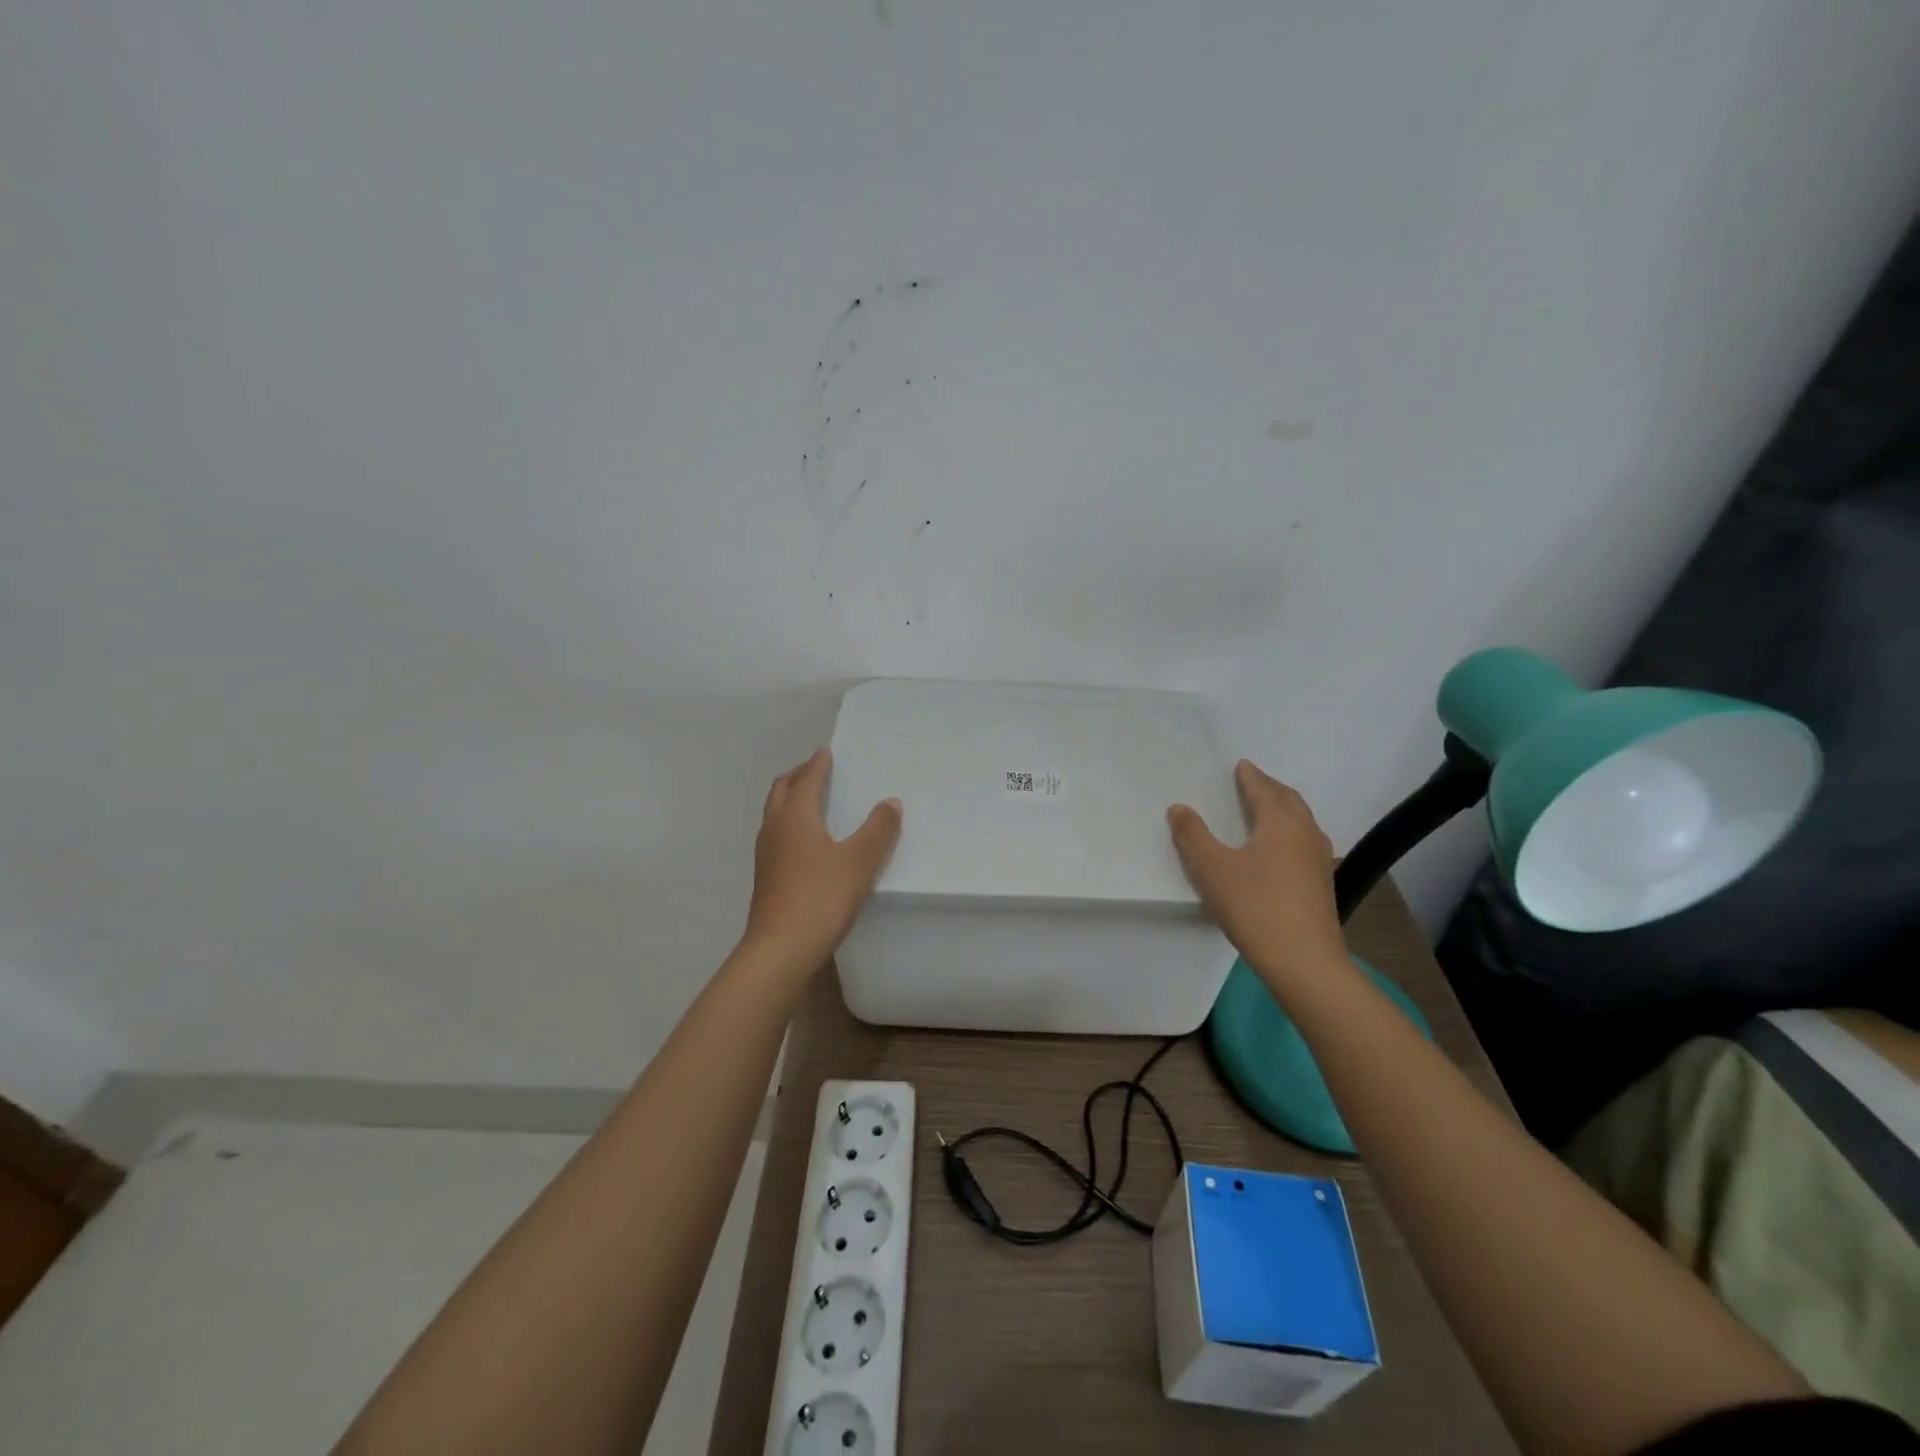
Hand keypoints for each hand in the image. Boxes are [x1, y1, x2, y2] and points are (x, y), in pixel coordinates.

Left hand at [743, 750, 901, 974]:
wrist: (780, 951)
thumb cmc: (821, 898)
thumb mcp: (860, 862)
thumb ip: (878, 830)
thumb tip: (890, 802)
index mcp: (794, 818)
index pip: (806, 780)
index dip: (818, 765)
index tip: (827, 752)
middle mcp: (774, 830)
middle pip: (781, 791)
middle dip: (798, 776)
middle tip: (816, 769)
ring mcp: (766, 856)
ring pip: (775, 815)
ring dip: (791, 800)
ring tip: (813, 801)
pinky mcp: (767, 879)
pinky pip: (777, 837)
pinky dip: (791, 825)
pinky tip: (808, 843)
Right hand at [1167, 760, 1343, 981]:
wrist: (1304, 962)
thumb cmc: (1255, 907)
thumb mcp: (1212, 869)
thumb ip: (1193, 836)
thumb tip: (1179, 808)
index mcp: (1282, 823)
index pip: (1264, 790)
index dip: (1250, 777)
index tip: (1241, 765)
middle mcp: (1306, 834)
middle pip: (1289, 801)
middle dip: (1271, 788)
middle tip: (1253, 781)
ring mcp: (1319, 861)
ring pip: (1301, 823)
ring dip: (1283, 810)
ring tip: (1266, 810)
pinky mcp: (1322, 885)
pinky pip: (1304, 843)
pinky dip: (1289, 833)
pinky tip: (1278, 850)